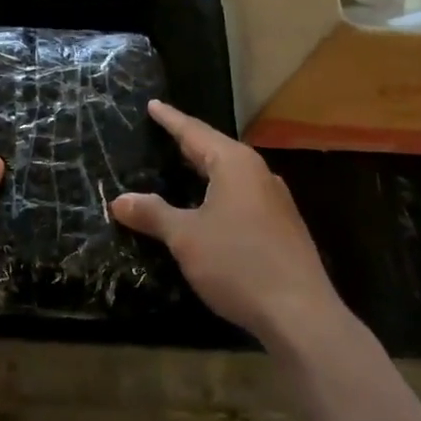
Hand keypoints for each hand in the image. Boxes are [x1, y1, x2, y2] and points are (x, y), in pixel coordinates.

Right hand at [112, 100, 343, 346]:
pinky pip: (243, 195)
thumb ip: (153, 214)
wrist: (301, 315)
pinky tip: (211, 207)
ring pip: (232, 174)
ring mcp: (275, 200)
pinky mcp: (283, 227)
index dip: (170, 119)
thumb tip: (119, 201)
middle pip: (216, 149)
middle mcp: (258, 173)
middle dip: (188, 142)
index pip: (194, 132)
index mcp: (234, 164)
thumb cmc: (238, 263)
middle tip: (163, 132)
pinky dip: (220, 192)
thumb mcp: (186, 238)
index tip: (153, 105)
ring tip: (184, 166)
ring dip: (206, 169)